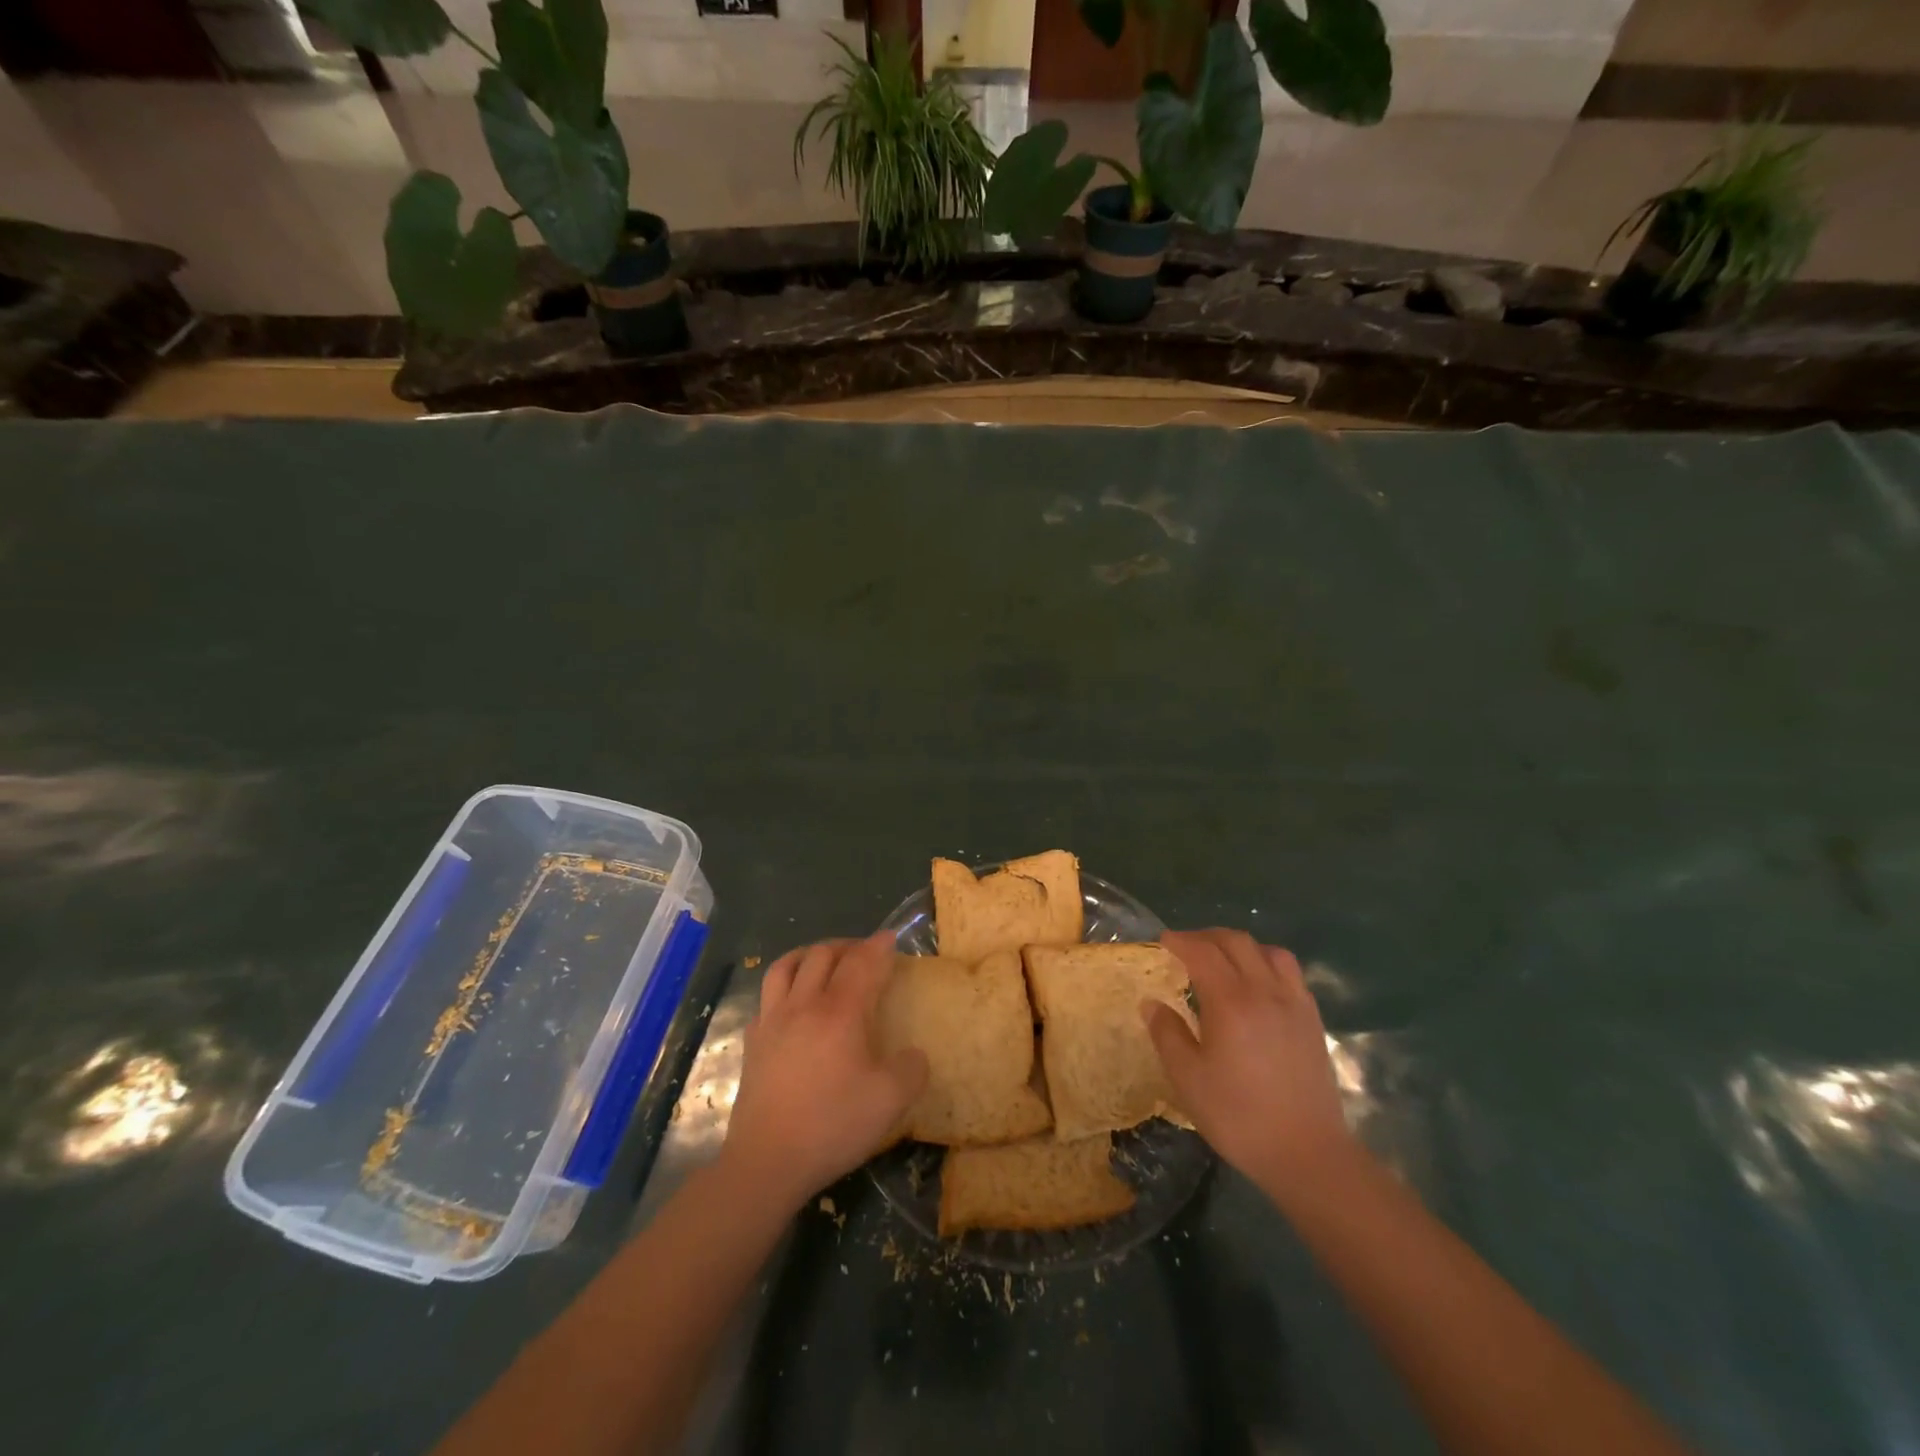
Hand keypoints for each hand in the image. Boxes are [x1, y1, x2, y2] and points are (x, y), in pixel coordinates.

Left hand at [722, 931, 927, 1212]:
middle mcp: (803, 1005)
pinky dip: (784, 986)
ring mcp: (772, 1022)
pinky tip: (792, 1003)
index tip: (891, 937)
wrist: (767, 1161)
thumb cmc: (832, 1125)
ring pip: (786, 966)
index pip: (861, 963)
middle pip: (822, 955)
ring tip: (823, 960)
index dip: (879, 946)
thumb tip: (914, 1054)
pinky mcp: (753, 1043)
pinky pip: (767, 997)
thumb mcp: (890, 1102)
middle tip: (864, 952)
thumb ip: (911, 1071)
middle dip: (847, 945)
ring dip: (809, 954)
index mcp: (840, 1012)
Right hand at [1147, 928, 1352, 1199]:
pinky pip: (1289, 971)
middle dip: (1206, 936)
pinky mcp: (1311, 1019)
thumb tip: (1151, 1003)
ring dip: (1239, 945)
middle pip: (1235, 942)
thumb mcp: (1188, 1079)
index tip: (1162, 941)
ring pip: (1267, 951)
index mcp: (1230, 1002)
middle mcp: (1264, 991)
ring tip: (1222, 959)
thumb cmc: (1240, 1117)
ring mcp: (1293, 1002)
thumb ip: (1167, 1034)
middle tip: (1184, 946)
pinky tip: (1256, 984)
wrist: (1308, 1154)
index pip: (1202, 952)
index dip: (1180, 941)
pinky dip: (1266, 962)